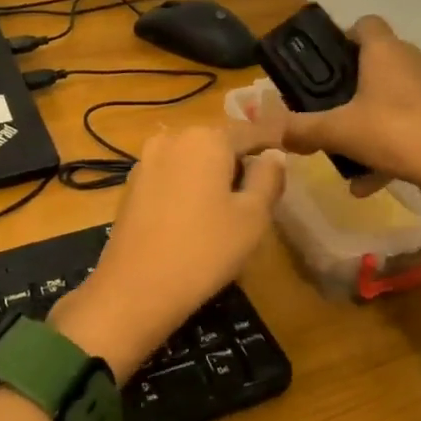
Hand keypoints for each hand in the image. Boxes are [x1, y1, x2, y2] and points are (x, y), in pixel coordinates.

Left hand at [51, 123, 285, 377]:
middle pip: (218, 142)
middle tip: (259, 191)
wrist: (134, 289)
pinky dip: (187, 186)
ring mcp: (147, 159)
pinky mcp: (132, 184)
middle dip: (239, 160)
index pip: (250, 132)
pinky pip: (171, 174)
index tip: (288, 153)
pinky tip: (194, 217)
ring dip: (212, 173)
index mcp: (207, 137)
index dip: (271, 143)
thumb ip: (268, 178)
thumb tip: (273, 155)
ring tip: (228, 208)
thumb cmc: (204, 250)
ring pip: (192, 158)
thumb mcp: (252, 217)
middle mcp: (173, 137)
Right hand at [269, 15, 420, 204]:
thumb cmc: (395, 132)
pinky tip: (371, 182)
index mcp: (386, 51)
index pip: (365, 23)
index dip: (343, 38)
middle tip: (331, 111)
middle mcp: (414, 60)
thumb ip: (302, 129)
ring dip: (371, 122)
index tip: (326, 66)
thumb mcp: (338, 132)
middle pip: (378, 62)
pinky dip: (392, 147)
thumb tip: (275, 132)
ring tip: (349, 155)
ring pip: (394, 98)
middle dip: (353, 87)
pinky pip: (411, 124)